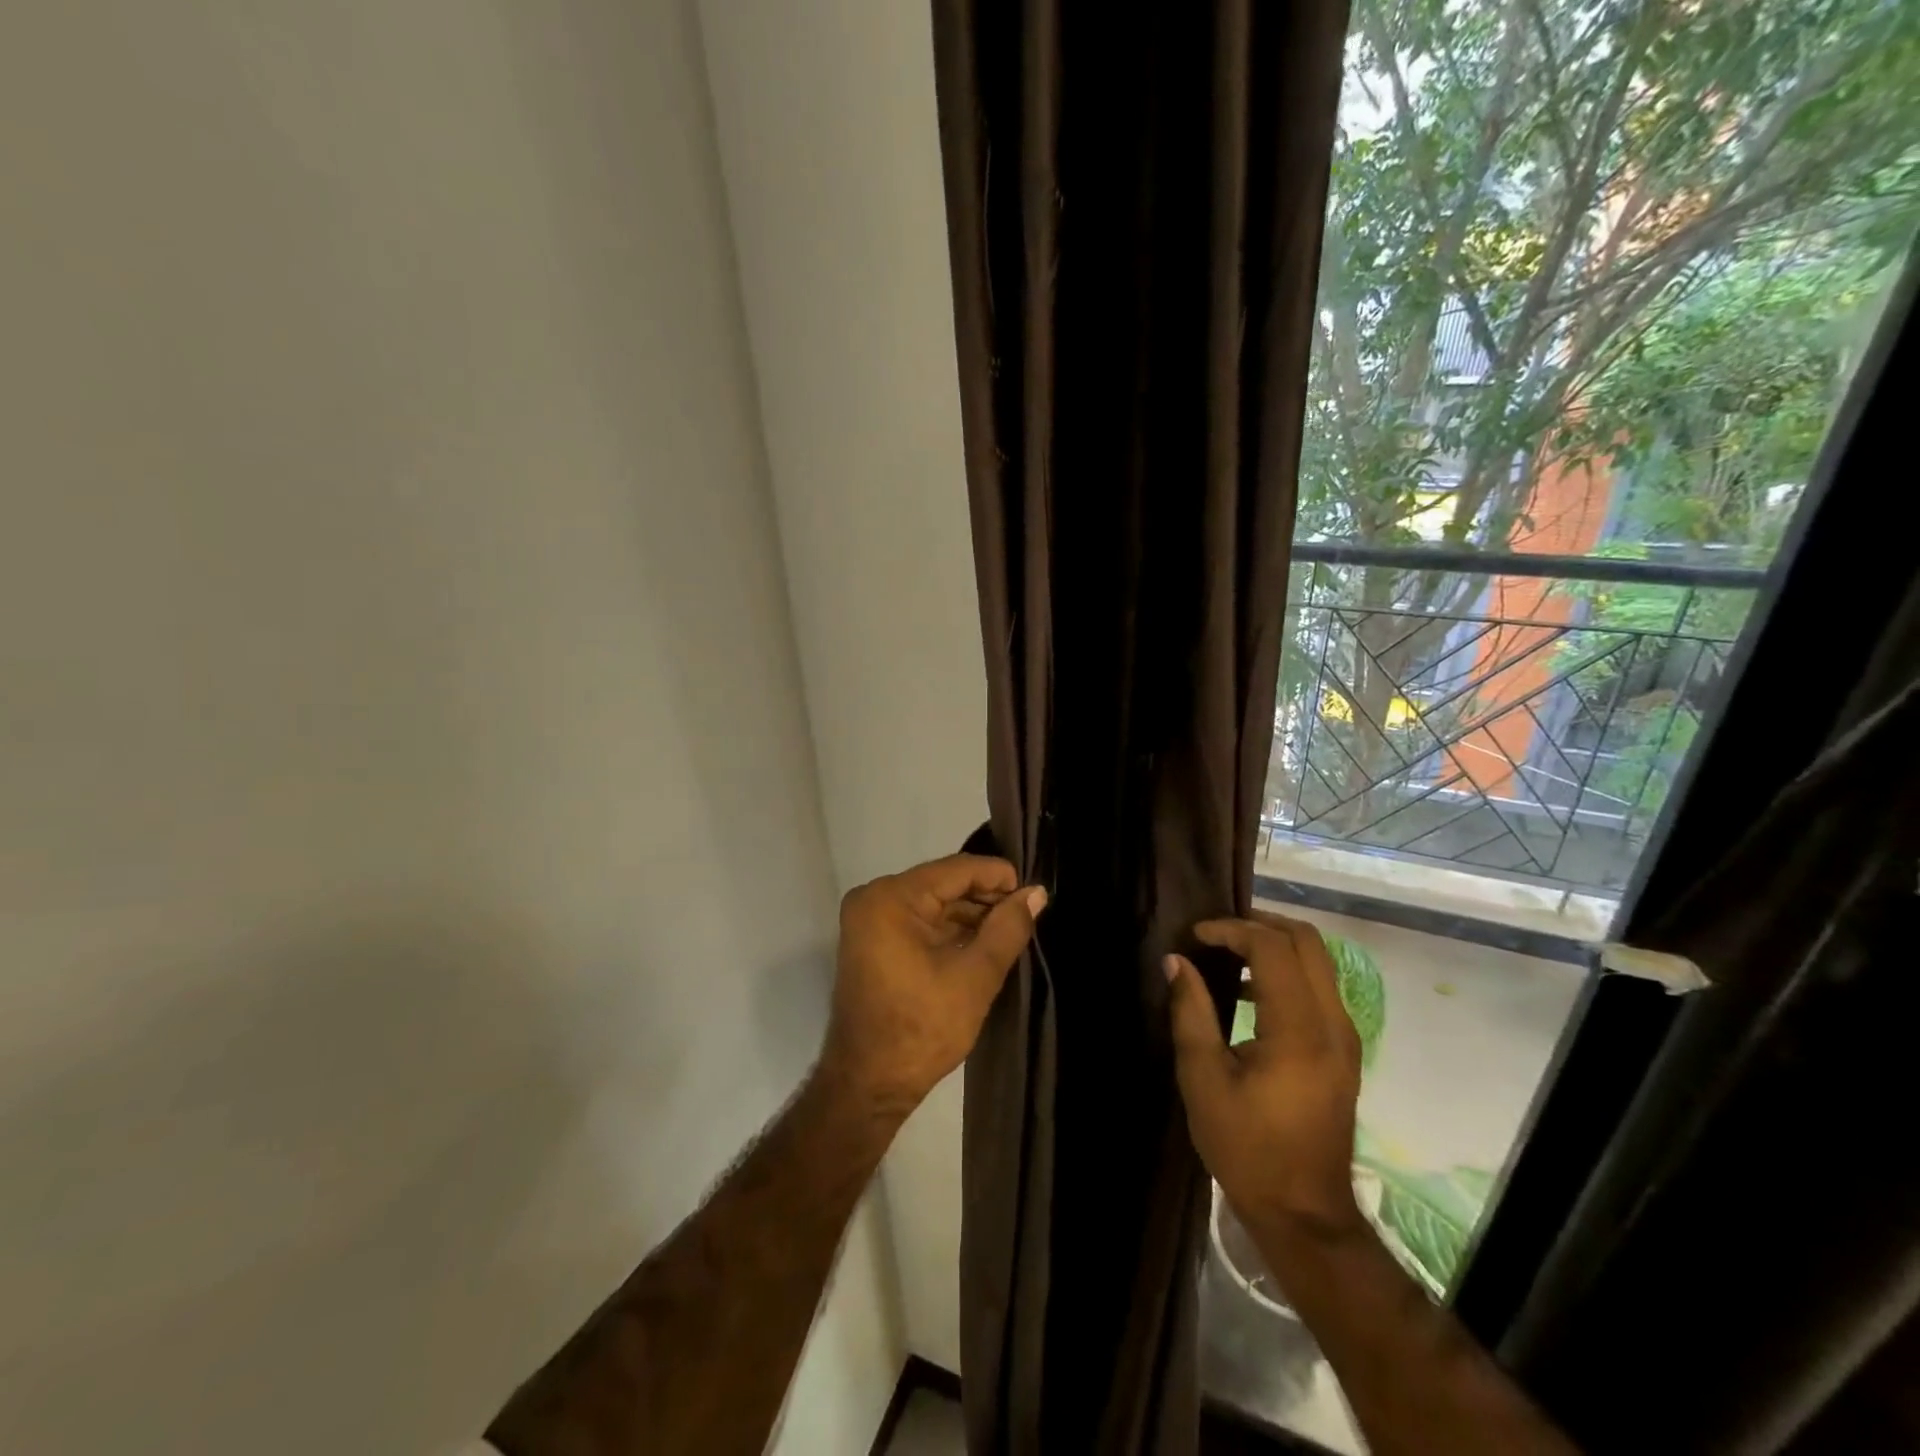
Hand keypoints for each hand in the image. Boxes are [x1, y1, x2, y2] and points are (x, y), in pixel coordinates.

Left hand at [821, 854, 1045, 1114]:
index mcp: (891, 898)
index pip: (955, 870)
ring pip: (932, 903)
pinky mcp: (872, 941)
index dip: (998, 876)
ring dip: (969, 915)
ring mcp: (869, 921)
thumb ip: (1008, 928)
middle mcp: (874, 898)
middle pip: (942, 884)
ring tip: (1011, 928)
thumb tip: (1036, 893)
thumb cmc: (922, 1028)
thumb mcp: (975, 976)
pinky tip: (981, 941)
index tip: (1033, 891)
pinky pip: (918, 921)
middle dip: (985, 897)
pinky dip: (948, 930)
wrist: (869, 1084)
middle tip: (1026, 912)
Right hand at [1165, 912, 1363, 1244]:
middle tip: (1215, 934)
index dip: (1231, 930)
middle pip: (1307, 942)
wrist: (1304, 1213)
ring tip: (1226, 954)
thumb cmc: (1246, 1148)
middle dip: (1259, 924)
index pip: (1272, 948)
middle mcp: (1332, 1023)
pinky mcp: (1343, 1050)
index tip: (1194, 936)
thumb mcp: (1203, 1079)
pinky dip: (1285, 970)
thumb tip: (1175, 962)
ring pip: (1318, 960)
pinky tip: (1247, 991)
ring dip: (1274, 945)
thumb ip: (1190, 1012)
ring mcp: (1345, 1036)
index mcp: (1298, 1030)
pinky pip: (1319, 986)